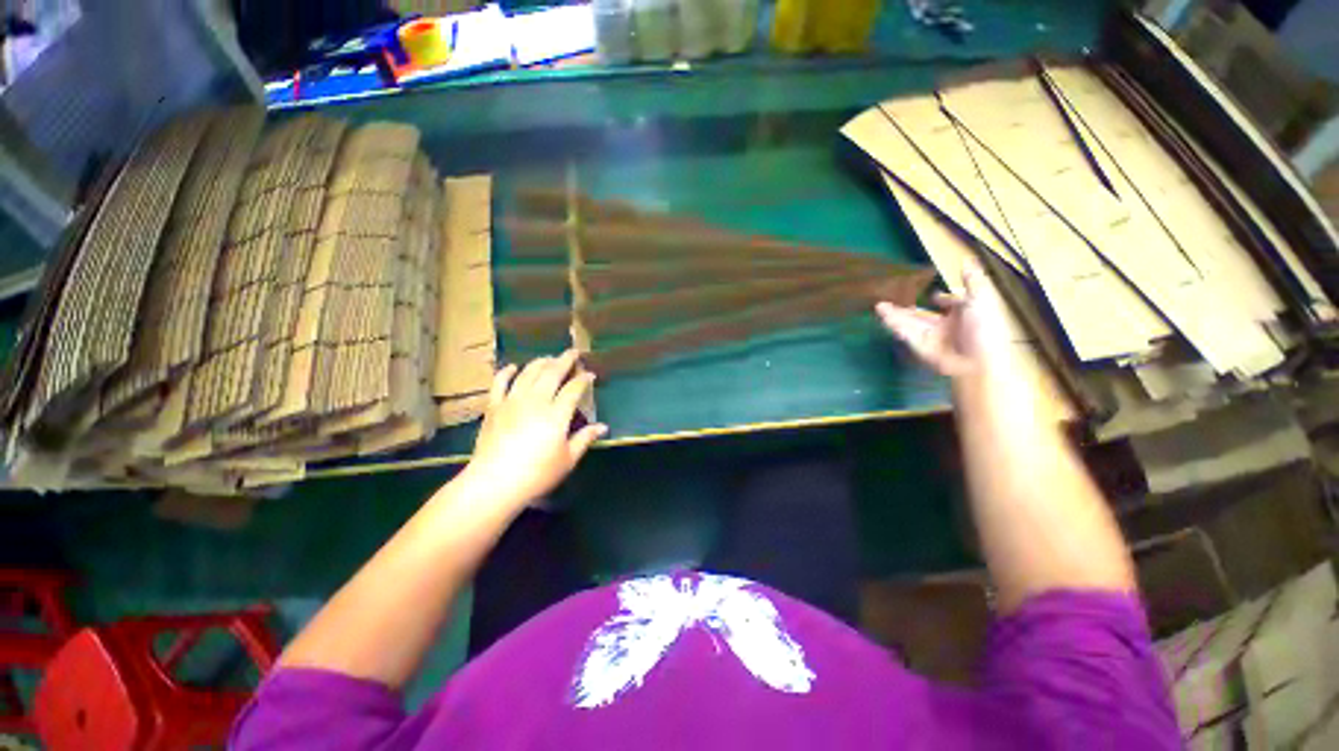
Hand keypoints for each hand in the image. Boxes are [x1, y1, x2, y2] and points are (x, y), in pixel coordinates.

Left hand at [460, 350, 606, 509]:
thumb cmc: (537, 474)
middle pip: (552, 372)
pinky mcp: (494, 406)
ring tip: (550, 358)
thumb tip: (603, 427)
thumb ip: (585, 439)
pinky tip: (514, 367)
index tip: (590, 375)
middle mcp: (536, 400)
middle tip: (574, 353)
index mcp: (557, 414)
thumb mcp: (567, 459)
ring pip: (529, 372)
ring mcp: (512, 401)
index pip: (573, 388)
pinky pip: (500, 382)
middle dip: (565, 360)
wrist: (494, 484)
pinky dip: (507, 371)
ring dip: (541, 362)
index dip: (583, 379)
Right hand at [875, 262, 1017, 377]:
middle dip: (908, 306)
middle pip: (923, 314)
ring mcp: (930, 336)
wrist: (974, 361)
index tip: (933, 294)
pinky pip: (903, 332)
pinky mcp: (918, 345)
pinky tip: (882, 314)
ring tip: (879, 304)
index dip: (942, 299)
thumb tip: (967, 259)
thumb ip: (972, 281)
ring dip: (894, 313)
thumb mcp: (981, 299)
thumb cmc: (982, 328)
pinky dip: (892, 323)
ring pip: (909, 322)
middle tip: (892, 297)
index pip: (950, 305)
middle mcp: (945, 325)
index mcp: (964, 315)